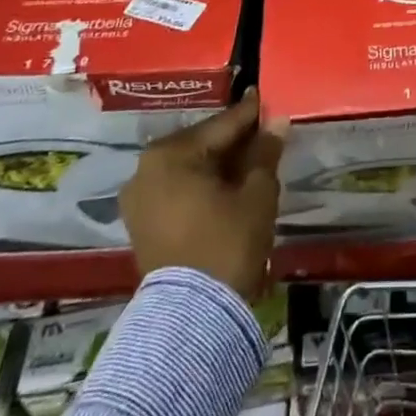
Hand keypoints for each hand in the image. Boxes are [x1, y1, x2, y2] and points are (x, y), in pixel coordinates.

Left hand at [121, 89, 282, 300]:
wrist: (192, 317)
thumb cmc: (228, 243)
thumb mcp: (257, 193)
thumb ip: (265, 152)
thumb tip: (276, 120)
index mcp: (170, 154)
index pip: (221, 125)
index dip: (250, 113)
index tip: (268, 98)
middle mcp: (146, 169)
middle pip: (202, 145)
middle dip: (233, 140)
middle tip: (264, 133)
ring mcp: (138, 199)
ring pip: (189, 168)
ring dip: (218, 164)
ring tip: (251, 161)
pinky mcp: (141, 224)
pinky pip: (177, 190)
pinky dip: (201, 185)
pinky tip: (227, 187)